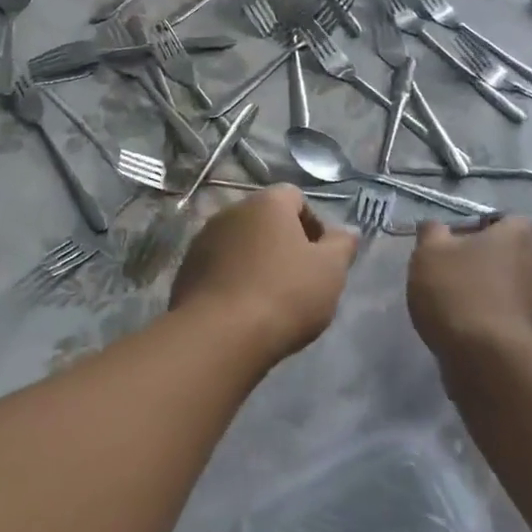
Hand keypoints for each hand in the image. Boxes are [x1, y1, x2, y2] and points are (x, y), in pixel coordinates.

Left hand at [168, 186, 356, 359]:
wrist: (220, 334)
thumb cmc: (285, 294)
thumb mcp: (330, 271)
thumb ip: (341, 246)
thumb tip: (345, 232)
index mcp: (267, 203)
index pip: (295, 197)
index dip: (313, 224)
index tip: (320, 258)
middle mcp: (231, 211)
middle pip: (265, 219)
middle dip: (283, 243)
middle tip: (298, 280)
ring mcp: (203, 239)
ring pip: (240, 243)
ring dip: (255, 261)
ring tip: (269, 299)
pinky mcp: (187, 268)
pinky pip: (218, 266)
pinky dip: (232, 279)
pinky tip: (242, 309)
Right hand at [408, 216, 531, 357]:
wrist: (489, 361)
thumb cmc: (459, 292)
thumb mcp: (429, 253)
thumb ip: (432, 233)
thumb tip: (436, 227)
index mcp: (518, 238)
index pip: (513, 221)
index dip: (488, 227)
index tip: (461, 240)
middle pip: (513, 256)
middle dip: (488, 262)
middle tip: (454, 272)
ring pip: (514, 289)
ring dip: (492, 293)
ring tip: (458, 306)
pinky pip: (514, 319)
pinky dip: (496, 321)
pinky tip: (470, 332)